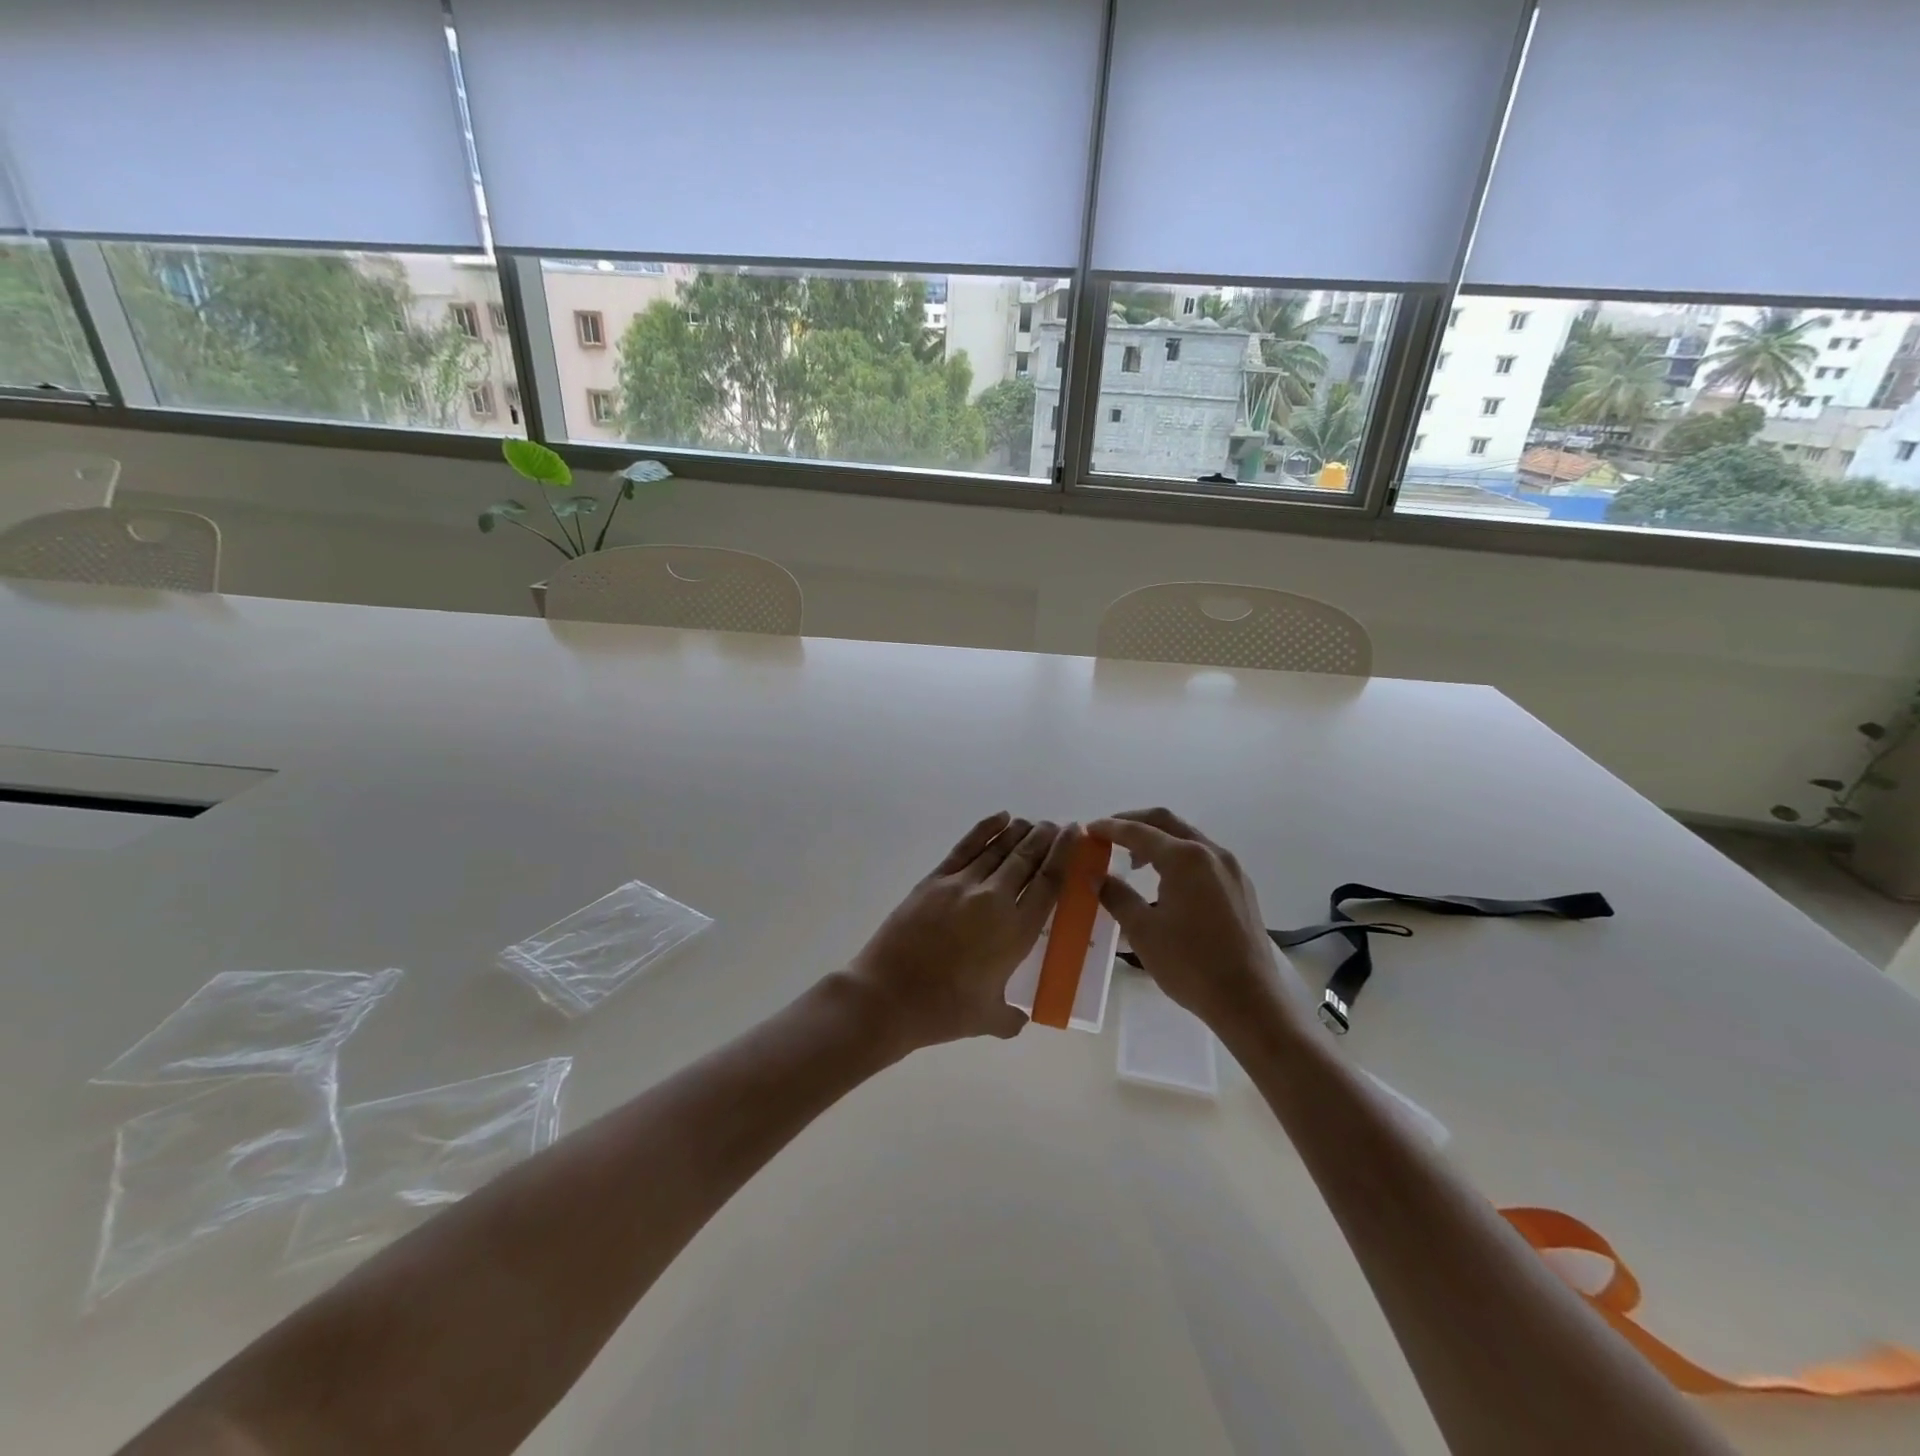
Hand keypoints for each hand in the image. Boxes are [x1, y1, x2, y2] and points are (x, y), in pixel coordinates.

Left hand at [845, 812, 1078, 1051]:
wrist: (888, 995)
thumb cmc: (943, 1011)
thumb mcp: (990, 1020)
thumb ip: (1012, 1017)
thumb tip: (1021, 1017)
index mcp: (1016, 932)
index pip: (1049, 884)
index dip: (1065, 855)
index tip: (1074, 835)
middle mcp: (994, 900)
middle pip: (1027, 859)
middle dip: (1045, 838)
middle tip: (1057, 825)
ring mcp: (962, 885)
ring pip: (999, 849)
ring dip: (1020, 832)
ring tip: (1033, 822)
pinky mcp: (934, 880)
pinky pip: (966, 847)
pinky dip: (985, 830)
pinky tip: (1000, 818)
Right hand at [1091, 808, 1297, 1035]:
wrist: (1249, 1000)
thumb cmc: (1190, 964)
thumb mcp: (1143, 931)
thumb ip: (1117, 896)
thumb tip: (1097, 877)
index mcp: (1185, 858)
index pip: (1139, 832)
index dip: (1110, 828)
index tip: (1088, 829)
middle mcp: (1211, 853)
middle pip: (1167, 822)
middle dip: (1135, 822)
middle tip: (1108, 834)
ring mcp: (1232, 869)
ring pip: (1189, 838)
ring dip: (1159, 840)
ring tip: (1134, 861)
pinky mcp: (1242, 887)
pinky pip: (1204, 857)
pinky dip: (1179, 856)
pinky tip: (1167, 881)